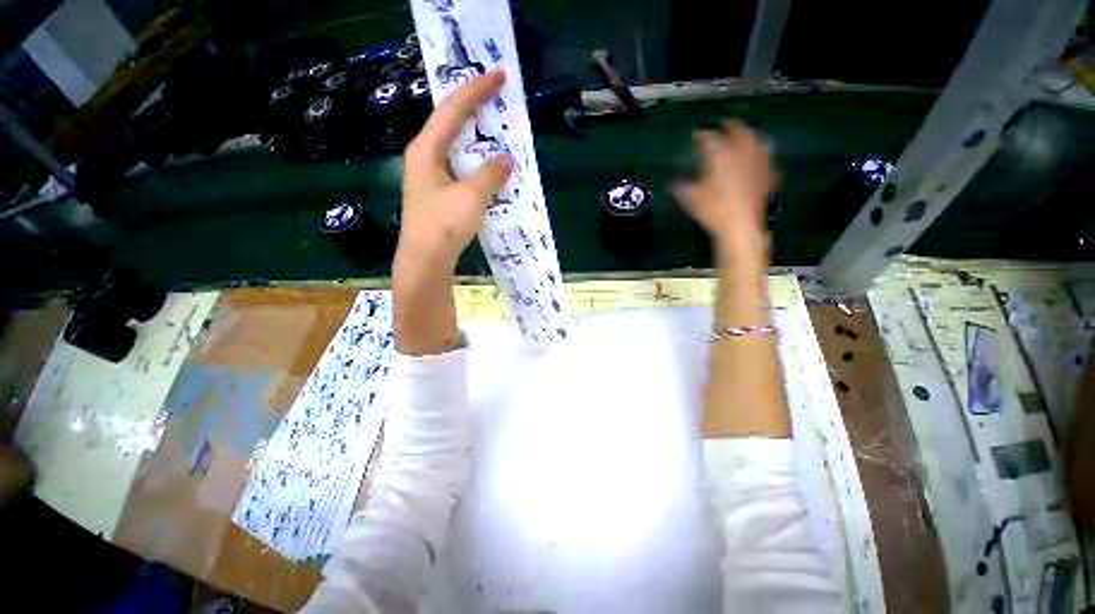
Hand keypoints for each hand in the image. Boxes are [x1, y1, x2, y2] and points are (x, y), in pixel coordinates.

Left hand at [399, 71, 513, 266]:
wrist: (425, 260)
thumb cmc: (444, 225)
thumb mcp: (471, 197)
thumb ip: (491, 175)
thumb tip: (507, 159)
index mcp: (426, 149)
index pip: (452, 110)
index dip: (476, 90)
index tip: (498, 75)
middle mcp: (424, 157)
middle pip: (450, 123)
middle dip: (474, 108)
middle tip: (497, 98)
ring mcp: (428, 176)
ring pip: (454, 146)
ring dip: (475, 137)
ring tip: (495, 129)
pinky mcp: (436, 193)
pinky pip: (458, 167)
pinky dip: (474, 162)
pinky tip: (487, 167)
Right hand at [674, 121, 774, 250]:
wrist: (740, 226)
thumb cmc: (712, 210)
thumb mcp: (689, 198)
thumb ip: (680, 186)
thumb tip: (673, 182)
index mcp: (721, 154)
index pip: (709, 138)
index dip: (701, 135)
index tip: (695, 135)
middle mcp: (741, 152)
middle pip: (739, 131)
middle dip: (730, 126)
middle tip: (723, 125)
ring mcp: (757, 162)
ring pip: (757, 140)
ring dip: (750, 134)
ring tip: (744, 136)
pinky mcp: (767, 175)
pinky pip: (766, 157)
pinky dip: (761, 153)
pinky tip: (758, 157)